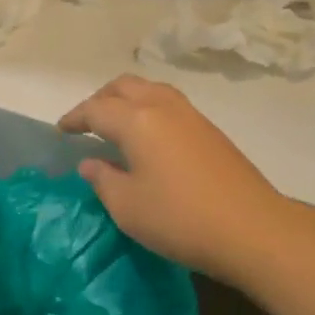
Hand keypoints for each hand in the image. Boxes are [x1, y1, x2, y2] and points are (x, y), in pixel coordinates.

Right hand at [58, 75, 292, 284]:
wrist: (253, 228)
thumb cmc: (180, 219)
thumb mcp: (128, 207)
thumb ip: (103, 179)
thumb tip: (91, 162)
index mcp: (137, 120)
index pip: (96, 109)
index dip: (75, 117)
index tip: (62, 130)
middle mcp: (162, 106)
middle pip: (124, 86)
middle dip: (100, 99)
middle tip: (87, 122)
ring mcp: (191, 115)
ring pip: (150, 89)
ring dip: (127, 99)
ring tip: (117, 124)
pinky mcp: (210, 129)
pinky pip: (169, 103)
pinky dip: (149, 108)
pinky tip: (149, 136)